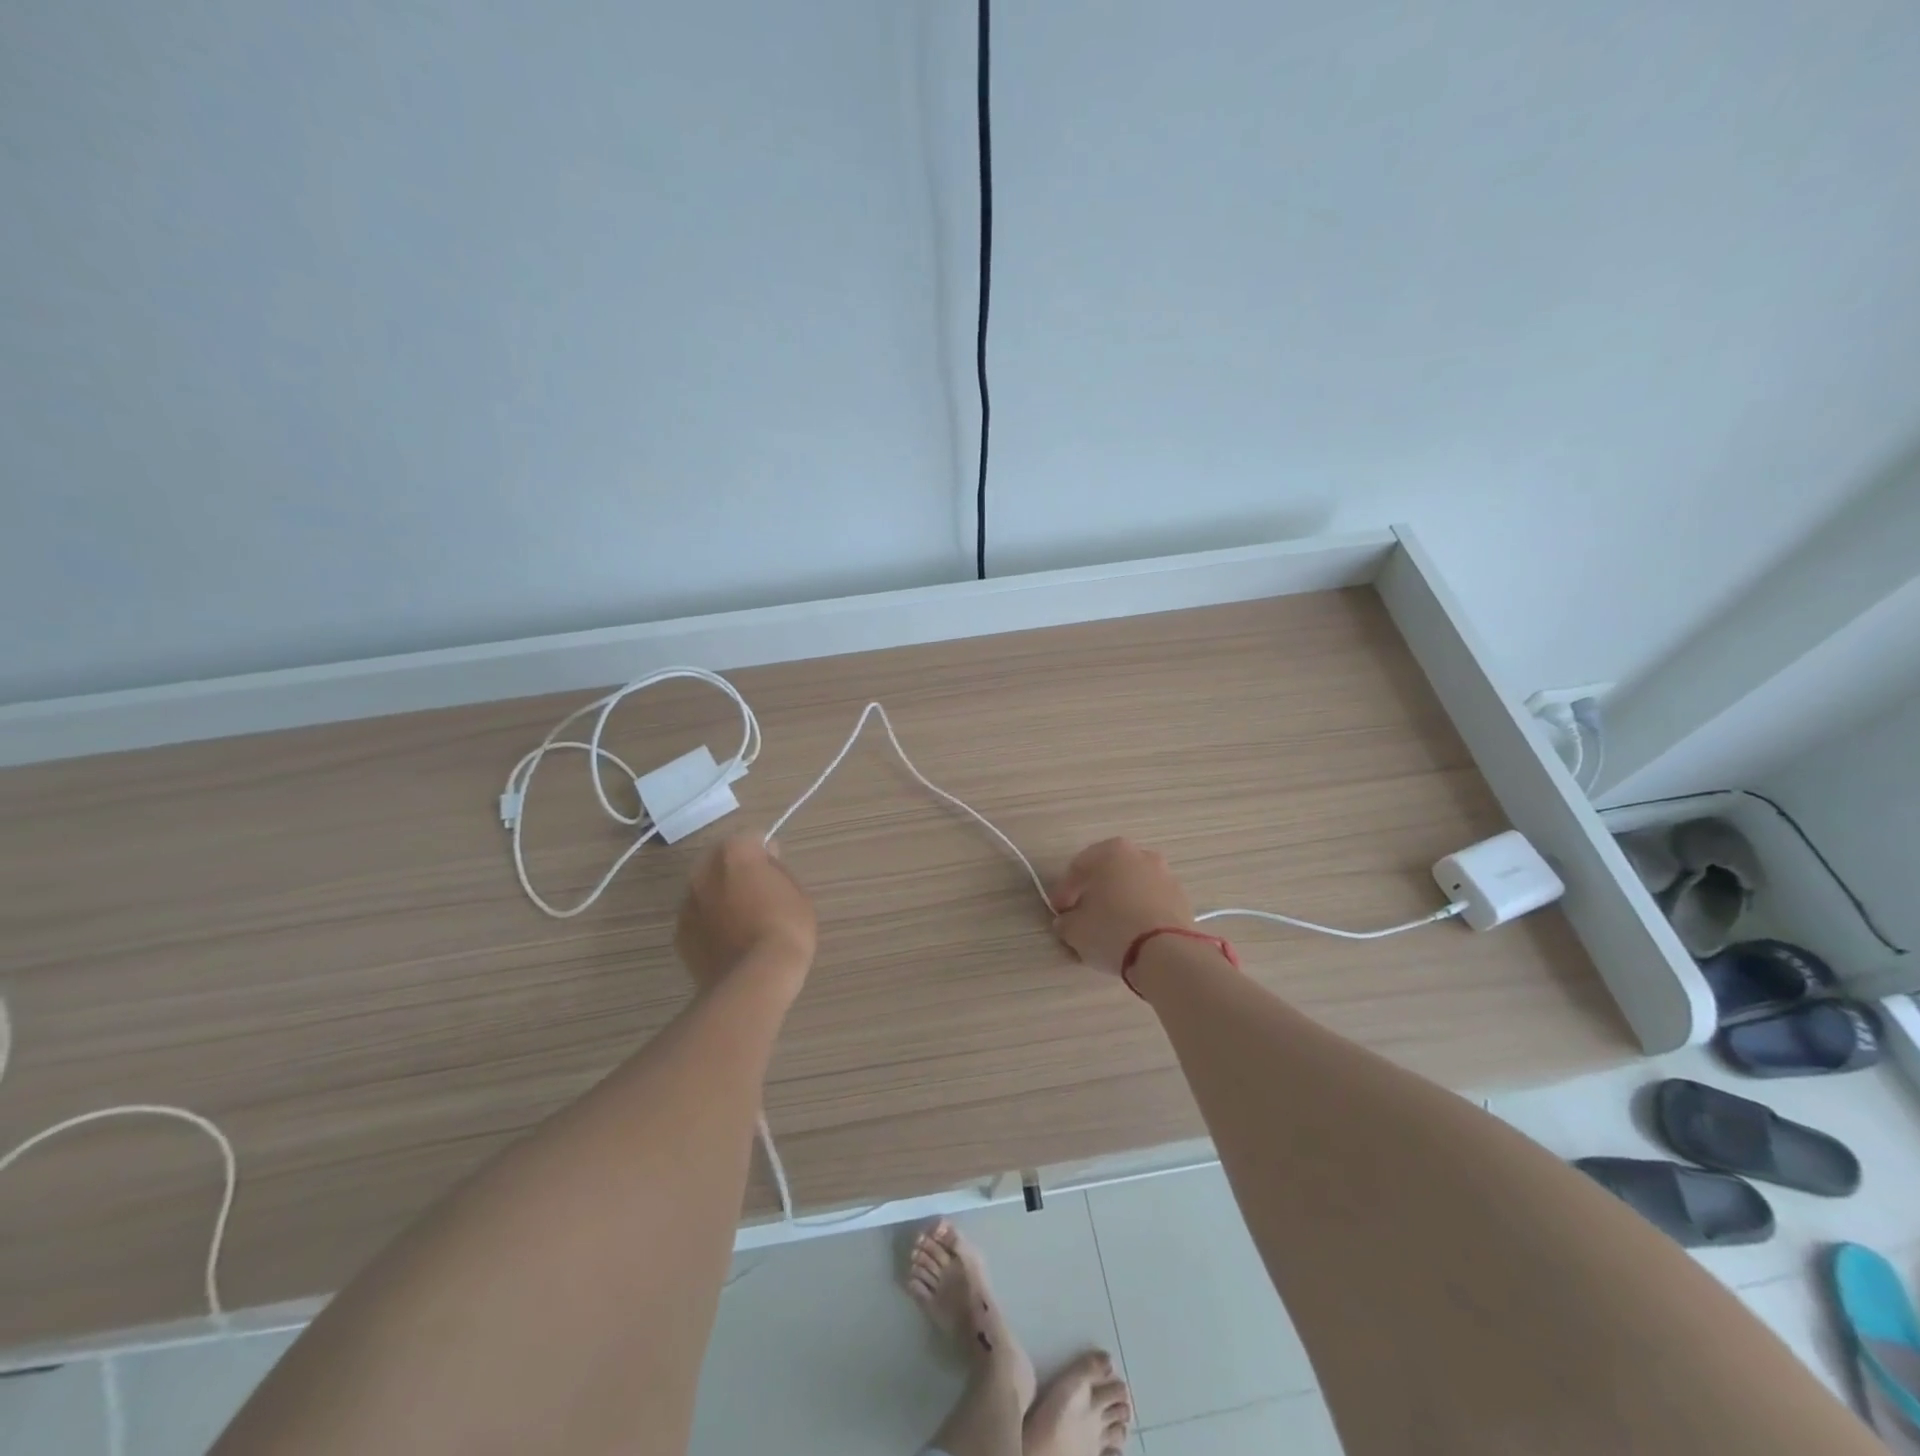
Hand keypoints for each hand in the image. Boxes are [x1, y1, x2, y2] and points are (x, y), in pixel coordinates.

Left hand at [675, 834, 816, 990]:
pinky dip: (709, 923)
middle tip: (758, 893)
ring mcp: (688, 903)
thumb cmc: (785, 928)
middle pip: (720, 859)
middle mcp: (704, 871)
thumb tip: (765, 864)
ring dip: (719, 896)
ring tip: (742, 921)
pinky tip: (728, 941)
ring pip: (705, 889)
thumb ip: (777, 871)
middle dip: (736, 869)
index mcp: (735, 854)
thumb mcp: (797, 892)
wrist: (754, 979)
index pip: (750, 838)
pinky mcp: (680, 934)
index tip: (776, 870)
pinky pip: (697, 918)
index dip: (765, 852)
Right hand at [1049, 837, 1196, 976]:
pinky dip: (1140, 912)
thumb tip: (1067, 922)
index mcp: (1111, 852)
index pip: (1079, 868)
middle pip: (1109, 873)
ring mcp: (1166, 876)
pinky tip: (1133, 934)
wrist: (1166, 953)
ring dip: (1120, 901)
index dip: (1064, 891)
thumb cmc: (1112, 930)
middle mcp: (1141, 855)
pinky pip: (1152, 902)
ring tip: (1110, 928)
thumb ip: (1066, 921)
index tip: (1059, 912)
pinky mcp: (1182, 900)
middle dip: (1094, 892)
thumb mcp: (1075, 930)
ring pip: (1133, 886)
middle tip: (1083, 916)